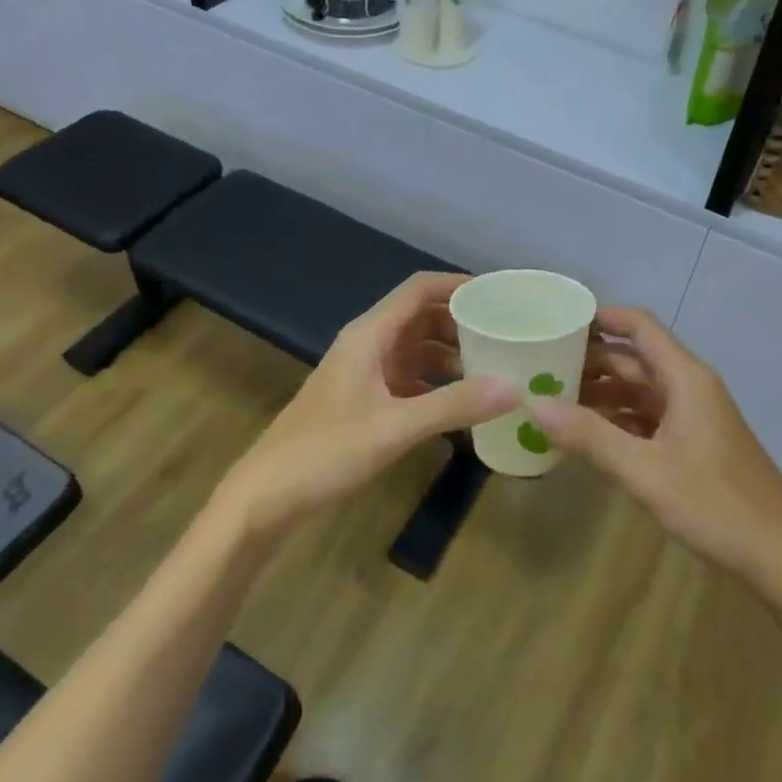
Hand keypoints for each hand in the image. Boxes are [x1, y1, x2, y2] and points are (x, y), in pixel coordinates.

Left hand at [215, 272, 517, 540]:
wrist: (266, 496)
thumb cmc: (325, 452)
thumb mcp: (395, 428)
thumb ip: (454, 406)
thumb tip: (515, 388)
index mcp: (369, 335)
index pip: (419, 290)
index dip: (458, 285)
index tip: (500, 295)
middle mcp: (367, 345)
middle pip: (421, 317)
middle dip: (462, 322)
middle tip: (506, 335)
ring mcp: (364, 373)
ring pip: (416, 349)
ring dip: (451, 354)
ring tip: (494, 367)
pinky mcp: (363, 400)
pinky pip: (409, 379)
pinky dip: (436, 384)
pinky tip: (463, 404)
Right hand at [532, 307, 781, 585]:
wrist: (781, 558)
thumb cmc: (715, 506)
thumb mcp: (644, 471)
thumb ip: (589, 436)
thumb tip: (533, 402)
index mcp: (686, 378)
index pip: (639, 326)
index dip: (600, 317)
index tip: (556, 323)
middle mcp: (690, 387)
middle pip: (634, 358)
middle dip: (590, 360)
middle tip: (540, 368)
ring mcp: (694, 416)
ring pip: (640, 390)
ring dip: (600, 392)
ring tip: (553, 401)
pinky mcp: (694, 443)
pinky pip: (648, 417)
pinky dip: (617, 420)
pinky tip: (586, 436)